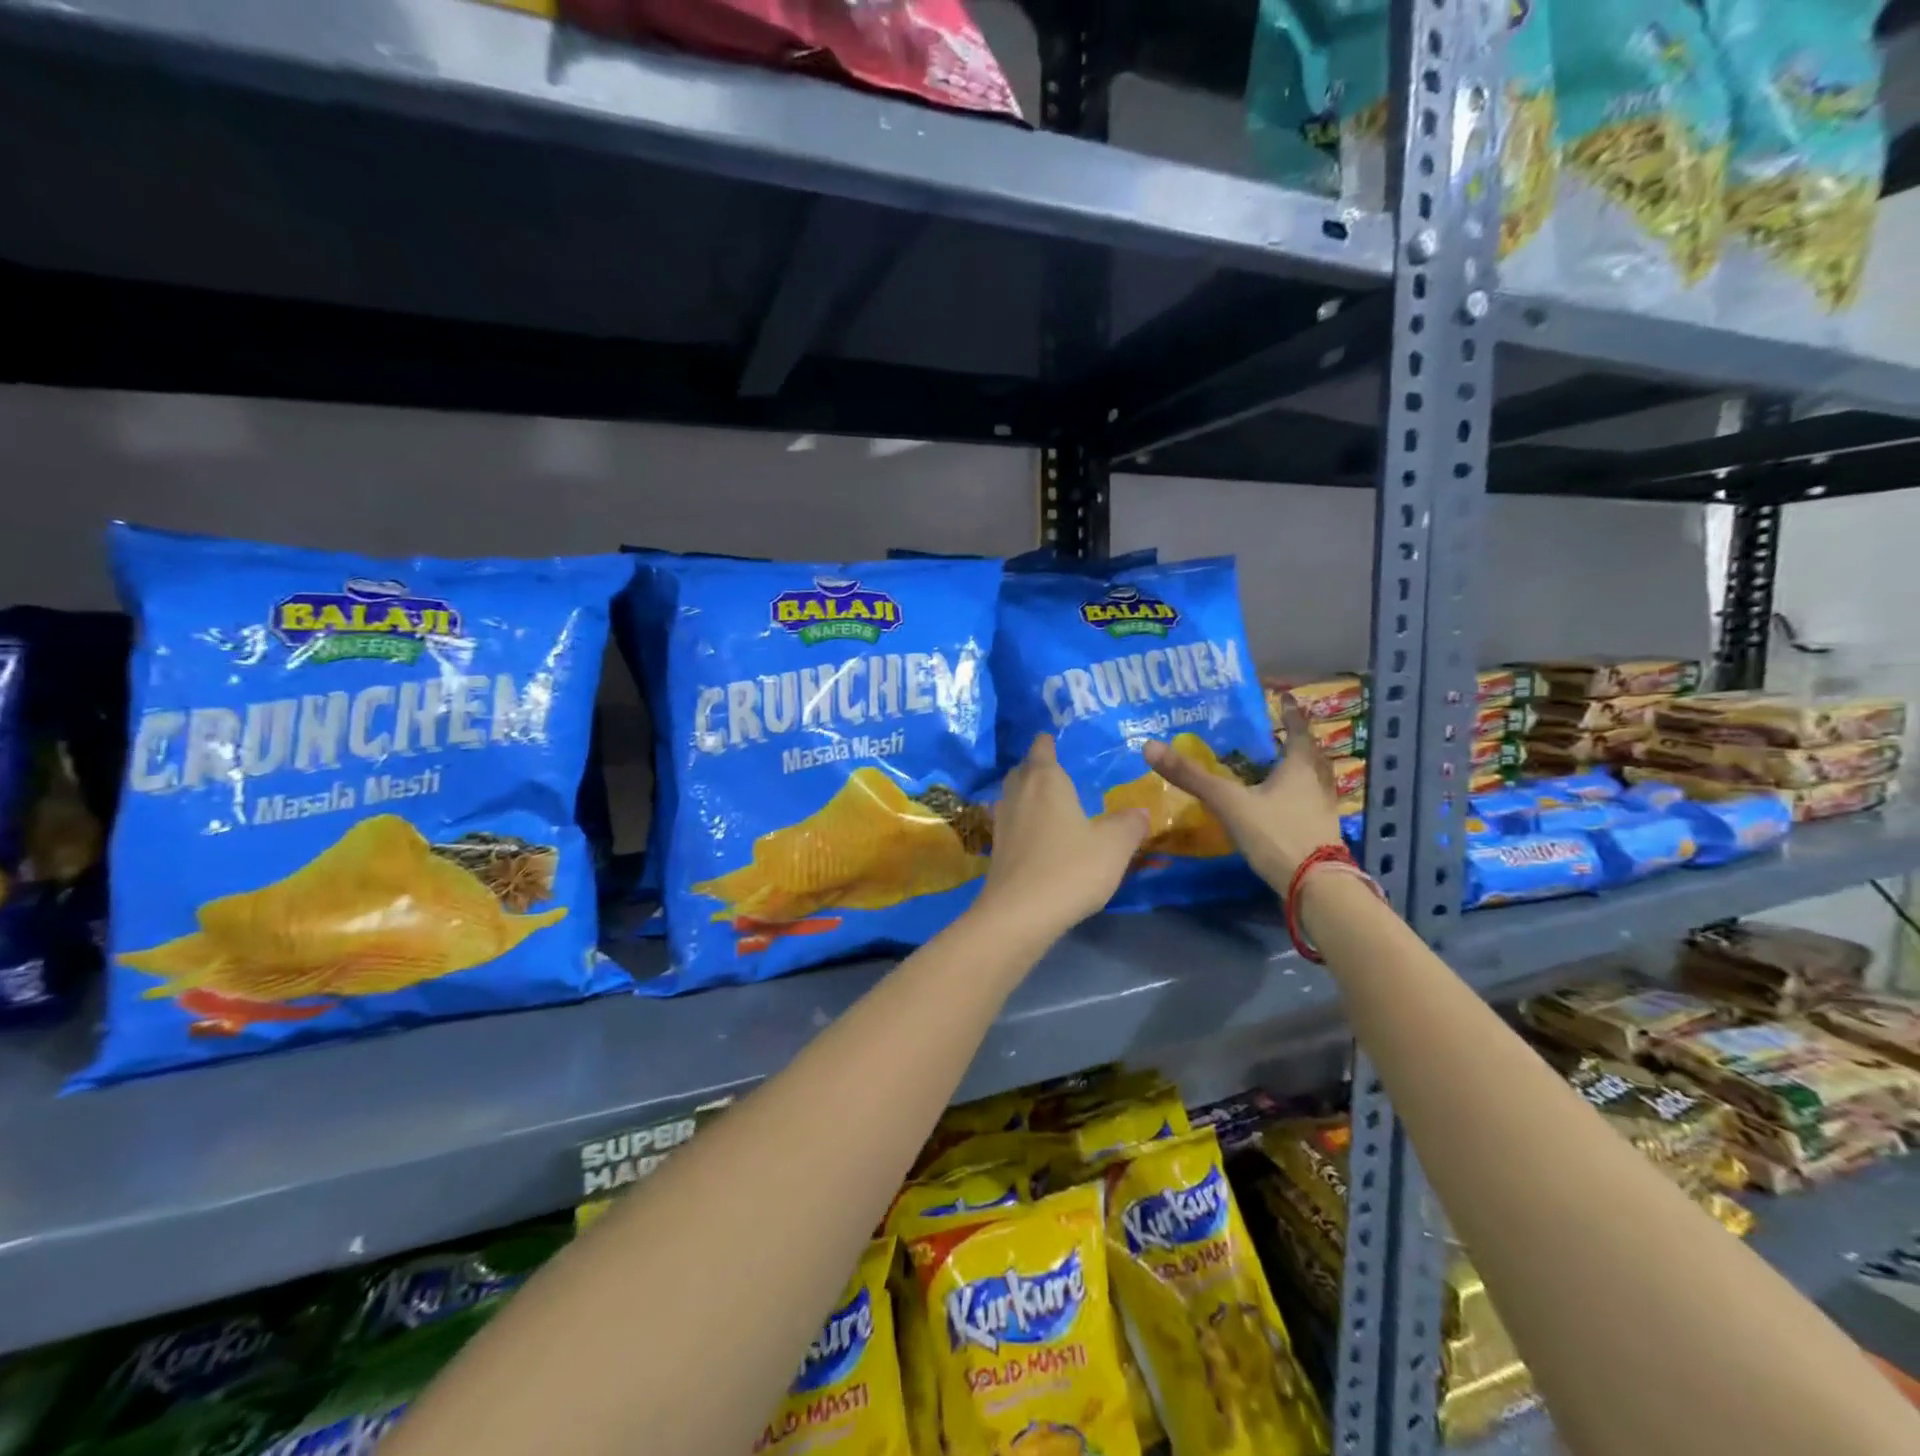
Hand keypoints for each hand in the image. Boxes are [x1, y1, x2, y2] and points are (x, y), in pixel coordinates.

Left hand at [975, 734, 1148, 938]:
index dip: (1048, 741)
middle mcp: (1018, 793)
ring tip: (1048, 801)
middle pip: (1023, 770)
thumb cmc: (1070, 868)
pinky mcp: (996, 849)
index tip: (1054, 737)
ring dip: (1026, 794)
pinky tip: (1037, 835)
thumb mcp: (1114, 845)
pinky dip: (1022, 821)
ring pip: (1013, 796)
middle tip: (1056, 770)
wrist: (1020, 914)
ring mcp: (1002, 821)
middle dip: (1036, 766)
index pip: (1042, 748)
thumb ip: (1129, 824)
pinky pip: (1010, 823)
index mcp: (1046, 780)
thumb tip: (1139, 812)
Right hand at [1143, 695, 1341, 891]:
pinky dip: (1298, 798)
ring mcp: (1322, 812)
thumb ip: (1192, 777)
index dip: (1290, 714)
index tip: (1285, 698)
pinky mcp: (1320, 835)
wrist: (1315, 887)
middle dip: (1296, 742)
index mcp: (1299, 768)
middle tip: (1279, 733)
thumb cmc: (1276, 835)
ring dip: (1301, 771)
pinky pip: (1310, 805)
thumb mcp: (1229, 802)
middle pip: (1310, 756)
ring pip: (1314, 781)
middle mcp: (1317, 784)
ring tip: (1281, 767)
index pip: (1297, 731)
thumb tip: (1149, 746)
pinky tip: (1282, 806)